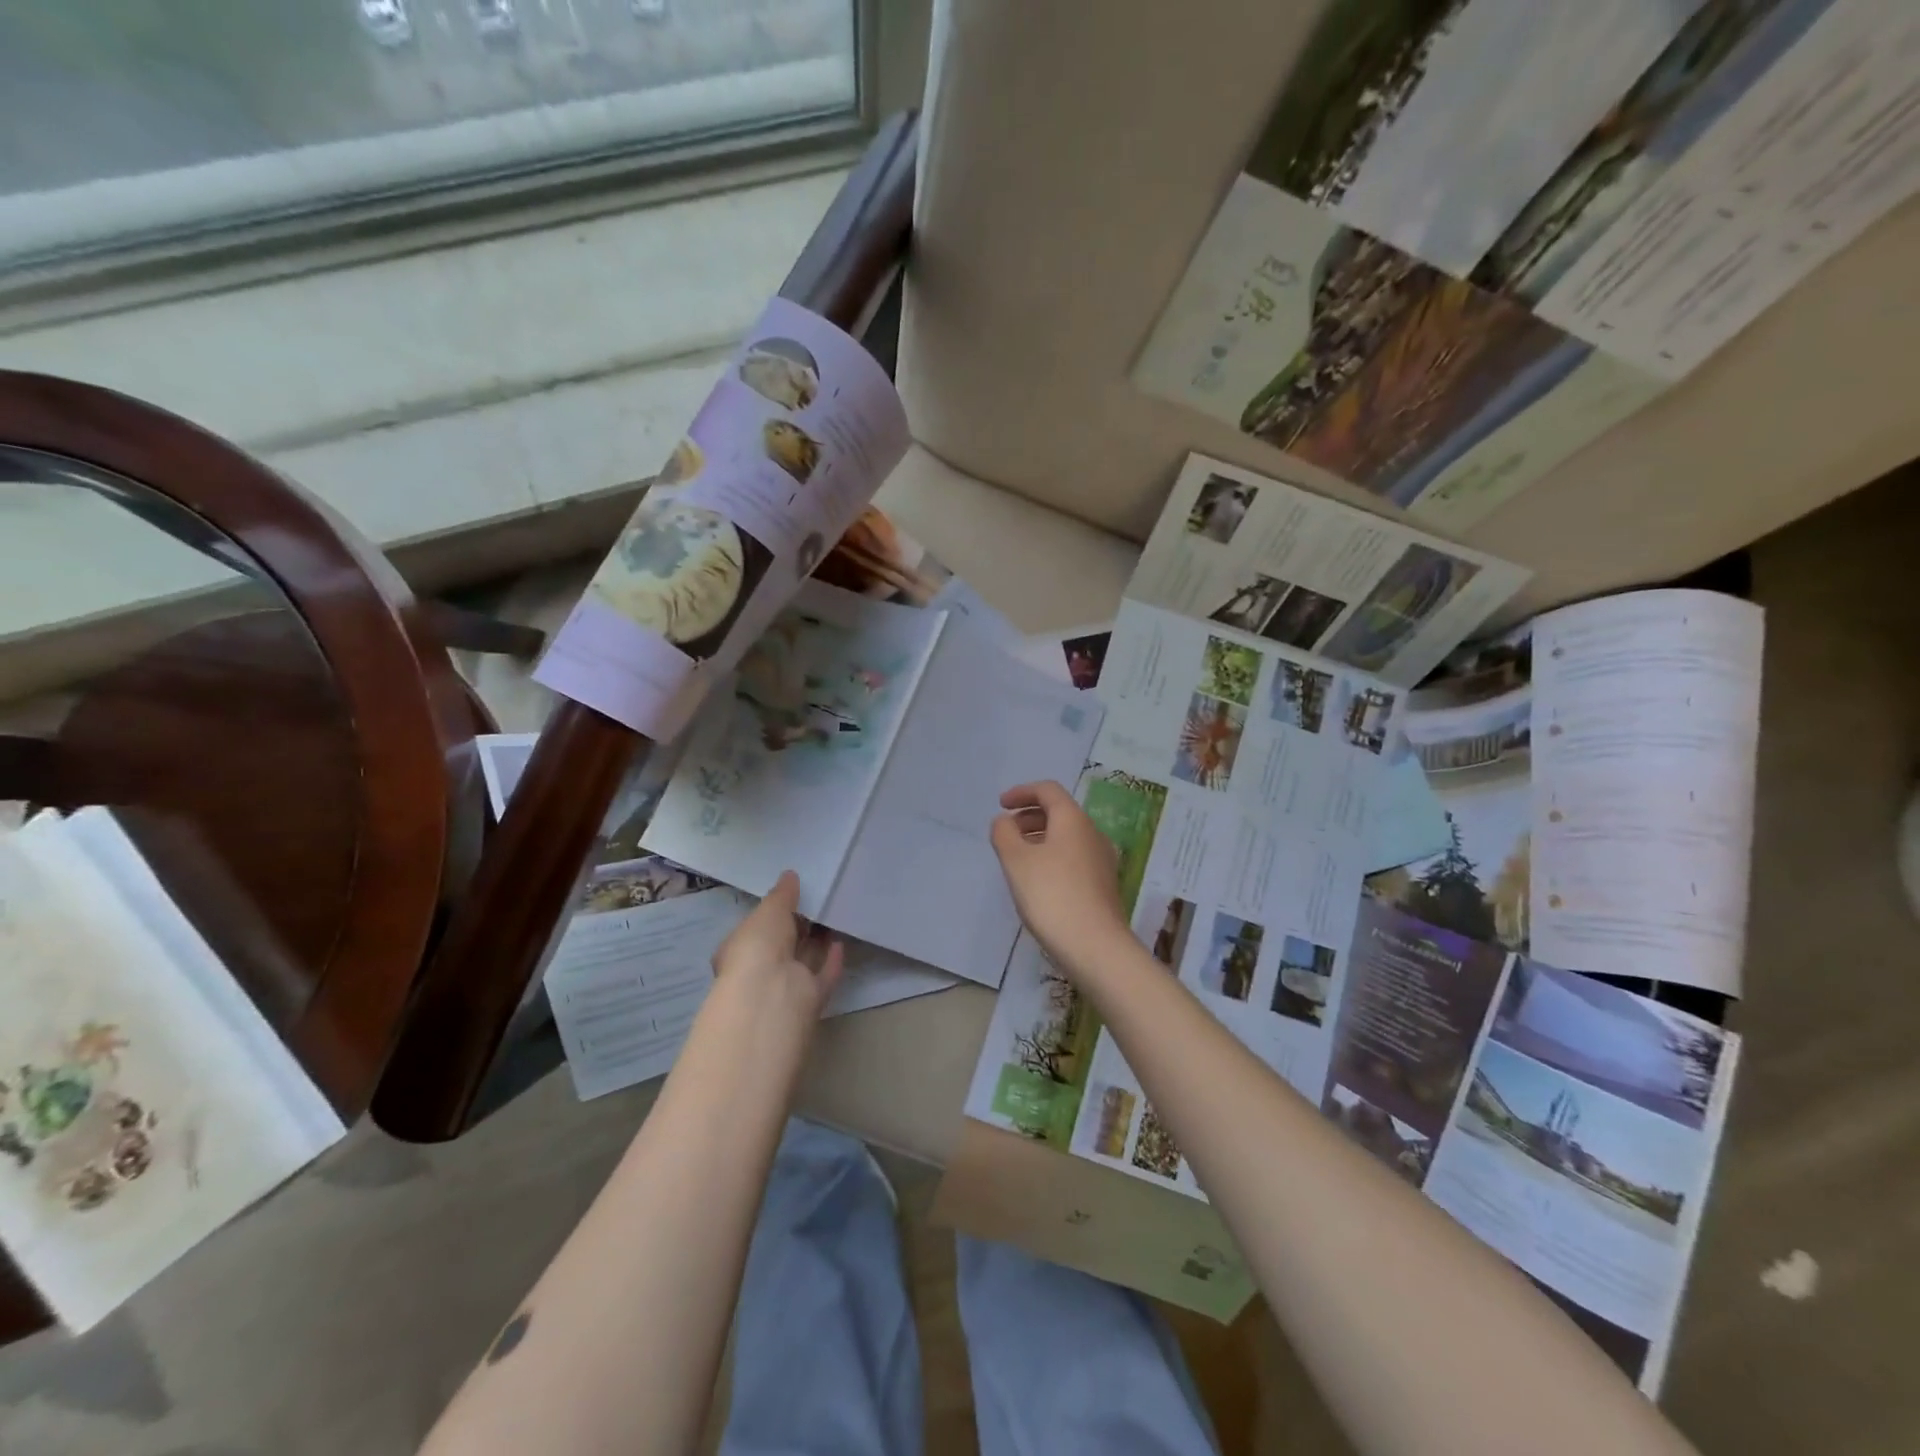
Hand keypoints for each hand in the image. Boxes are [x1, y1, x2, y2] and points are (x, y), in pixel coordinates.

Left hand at [712, 871, 844, 1023]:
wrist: (772, 995)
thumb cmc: (759, 946)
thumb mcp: (769, 910)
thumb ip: (782, 894)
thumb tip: (790, 875)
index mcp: (739, 951)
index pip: (756, 930)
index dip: (773, 914)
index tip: (793, 896)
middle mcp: (759, 972)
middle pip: (782, 946)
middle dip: (798, 927)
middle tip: (818, 902)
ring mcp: (785, 988)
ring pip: (804, 961)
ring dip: (817, 942)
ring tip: (833, 916)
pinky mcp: (810, 1000)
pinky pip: (823, 976)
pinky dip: (832, 961)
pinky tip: (841, 942)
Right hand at [990, 781, 1129, 977]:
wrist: (1095, 946)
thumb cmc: (1051, 896)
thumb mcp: (1016, 861)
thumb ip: (1004, 834)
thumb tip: (1004, 821)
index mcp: (1073, 820)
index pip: (1048, 790)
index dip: (1022, 792)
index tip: (1001, 804)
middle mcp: (1092, 833)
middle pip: (1059, 812)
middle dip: (1029, 816)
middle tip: (1006, 832)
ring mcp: (1102, 860)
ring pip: (1067, 836)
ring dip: (1040, 837)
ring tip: (1017, 857)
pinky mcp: (1103, 884)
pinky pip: (1074, 857)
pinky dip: (1052, 856)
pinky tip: (1038, 880)